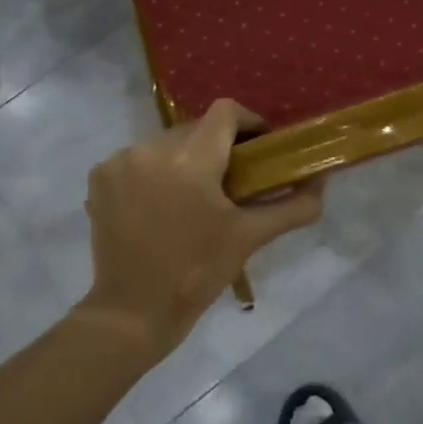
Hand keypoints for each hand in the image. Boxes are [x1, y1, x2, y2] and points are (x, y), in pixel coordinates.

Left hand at [78, 98, 323, 359]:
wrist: (133, 311)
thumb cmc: (197, 272)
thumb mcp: (249, 237)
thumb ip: (291, 207)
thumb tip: (321, 186)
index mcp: (191, 160)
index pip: (225, 112)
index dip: (248, 122)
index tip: (260, 146)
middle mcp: (151, 149)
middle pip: (196, 128)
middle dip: (217, 147)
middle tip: (233, 179)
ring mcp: (120, 162)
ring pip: (166, 143)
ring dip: (185, 160)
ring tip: (194, 195)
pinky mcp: (100, 177)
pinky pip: (138, 159)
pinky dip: (154, 172)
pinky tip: (161, 203)